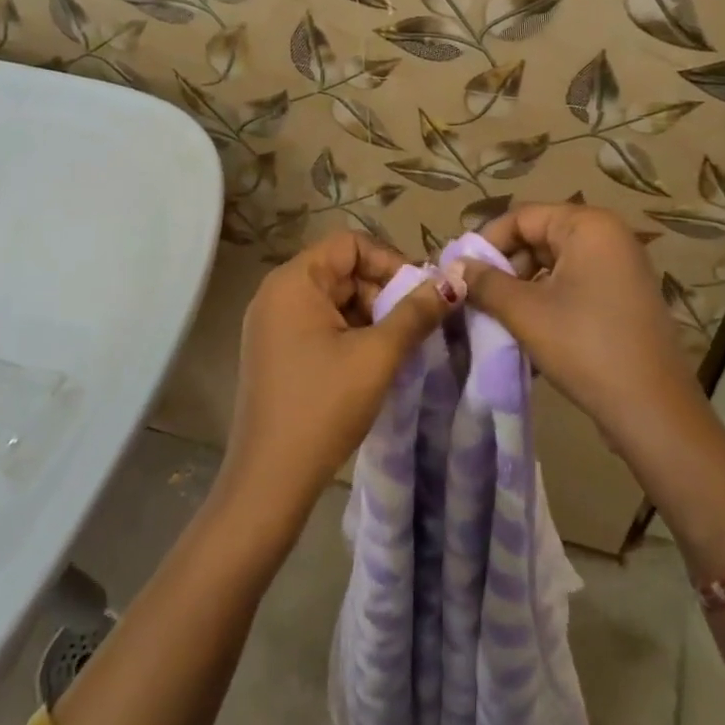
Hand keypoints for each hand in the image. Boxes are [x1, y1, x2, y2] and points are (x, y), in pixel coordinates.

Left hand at [223, 232, 452, 523]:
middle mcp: (276, 293)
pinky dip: (351, 334)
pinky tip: (373, 363)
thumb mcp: (377, 356)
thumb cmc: (324, 407)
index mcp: (293, 281)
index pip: (350, 244)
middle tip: (415, 326)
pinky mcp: (275, 351)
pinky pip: (320, 324)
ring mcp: (272, 324)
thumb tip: (454, 281)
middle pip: (342, 270)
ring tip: (399, 348)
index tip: (420, 294)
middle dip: (383, 292)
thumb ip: (416, 313)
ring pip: (334, 300)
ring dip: (371, 316)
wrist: (270, 480)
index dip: (390, 261)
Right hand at [458, 203, 697, 439]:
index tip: (460, 274)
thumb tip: (455, 267)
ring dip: (522, 288)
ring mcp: (621, 267)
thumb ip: (485, 283)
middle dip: (505, 268)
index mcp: (589, 225)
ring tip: (498, 319)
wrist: (652, 410)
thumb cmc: (585, 346)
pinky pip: (574, 284)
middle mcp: (609, 236)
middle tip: (477, 300)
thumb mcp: (525, 312)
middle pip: (539, 237)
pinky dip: (547, 301)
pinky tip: (528, 331)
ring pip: (554, 264)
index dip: (487, 243)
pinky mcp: (624, 296)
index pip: (522, 217)